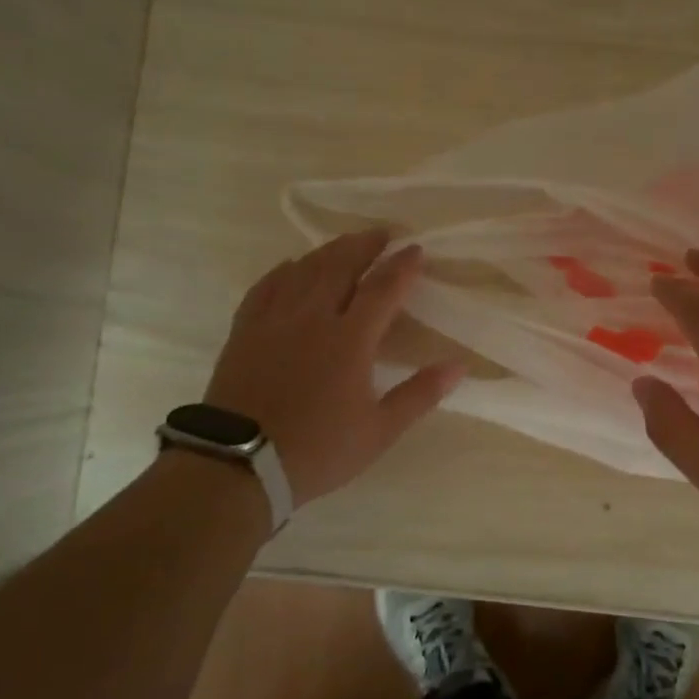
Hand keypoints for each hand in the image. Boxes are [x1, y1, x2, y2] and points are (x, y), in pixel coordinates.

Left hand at [205, 231, 462, 507]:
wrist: (240, 465)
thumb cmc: (318, 449)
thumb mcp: (379, 430)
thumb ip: (420, 394)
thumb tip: (459, 366)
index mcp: (350, 339)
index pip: (383, 288)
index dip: (402, 266)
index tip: (416, 250)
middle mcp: (312, 317)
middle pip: (341, 265)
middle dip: (365, 245)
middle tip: (383, 234)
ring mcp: (274, 320)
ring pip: (304, 269)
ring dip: (329, 250)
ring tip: (346, 243)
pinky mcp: (245, 329)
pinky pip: (267, 285)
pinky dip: (285, 270)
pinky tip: (292, 266)